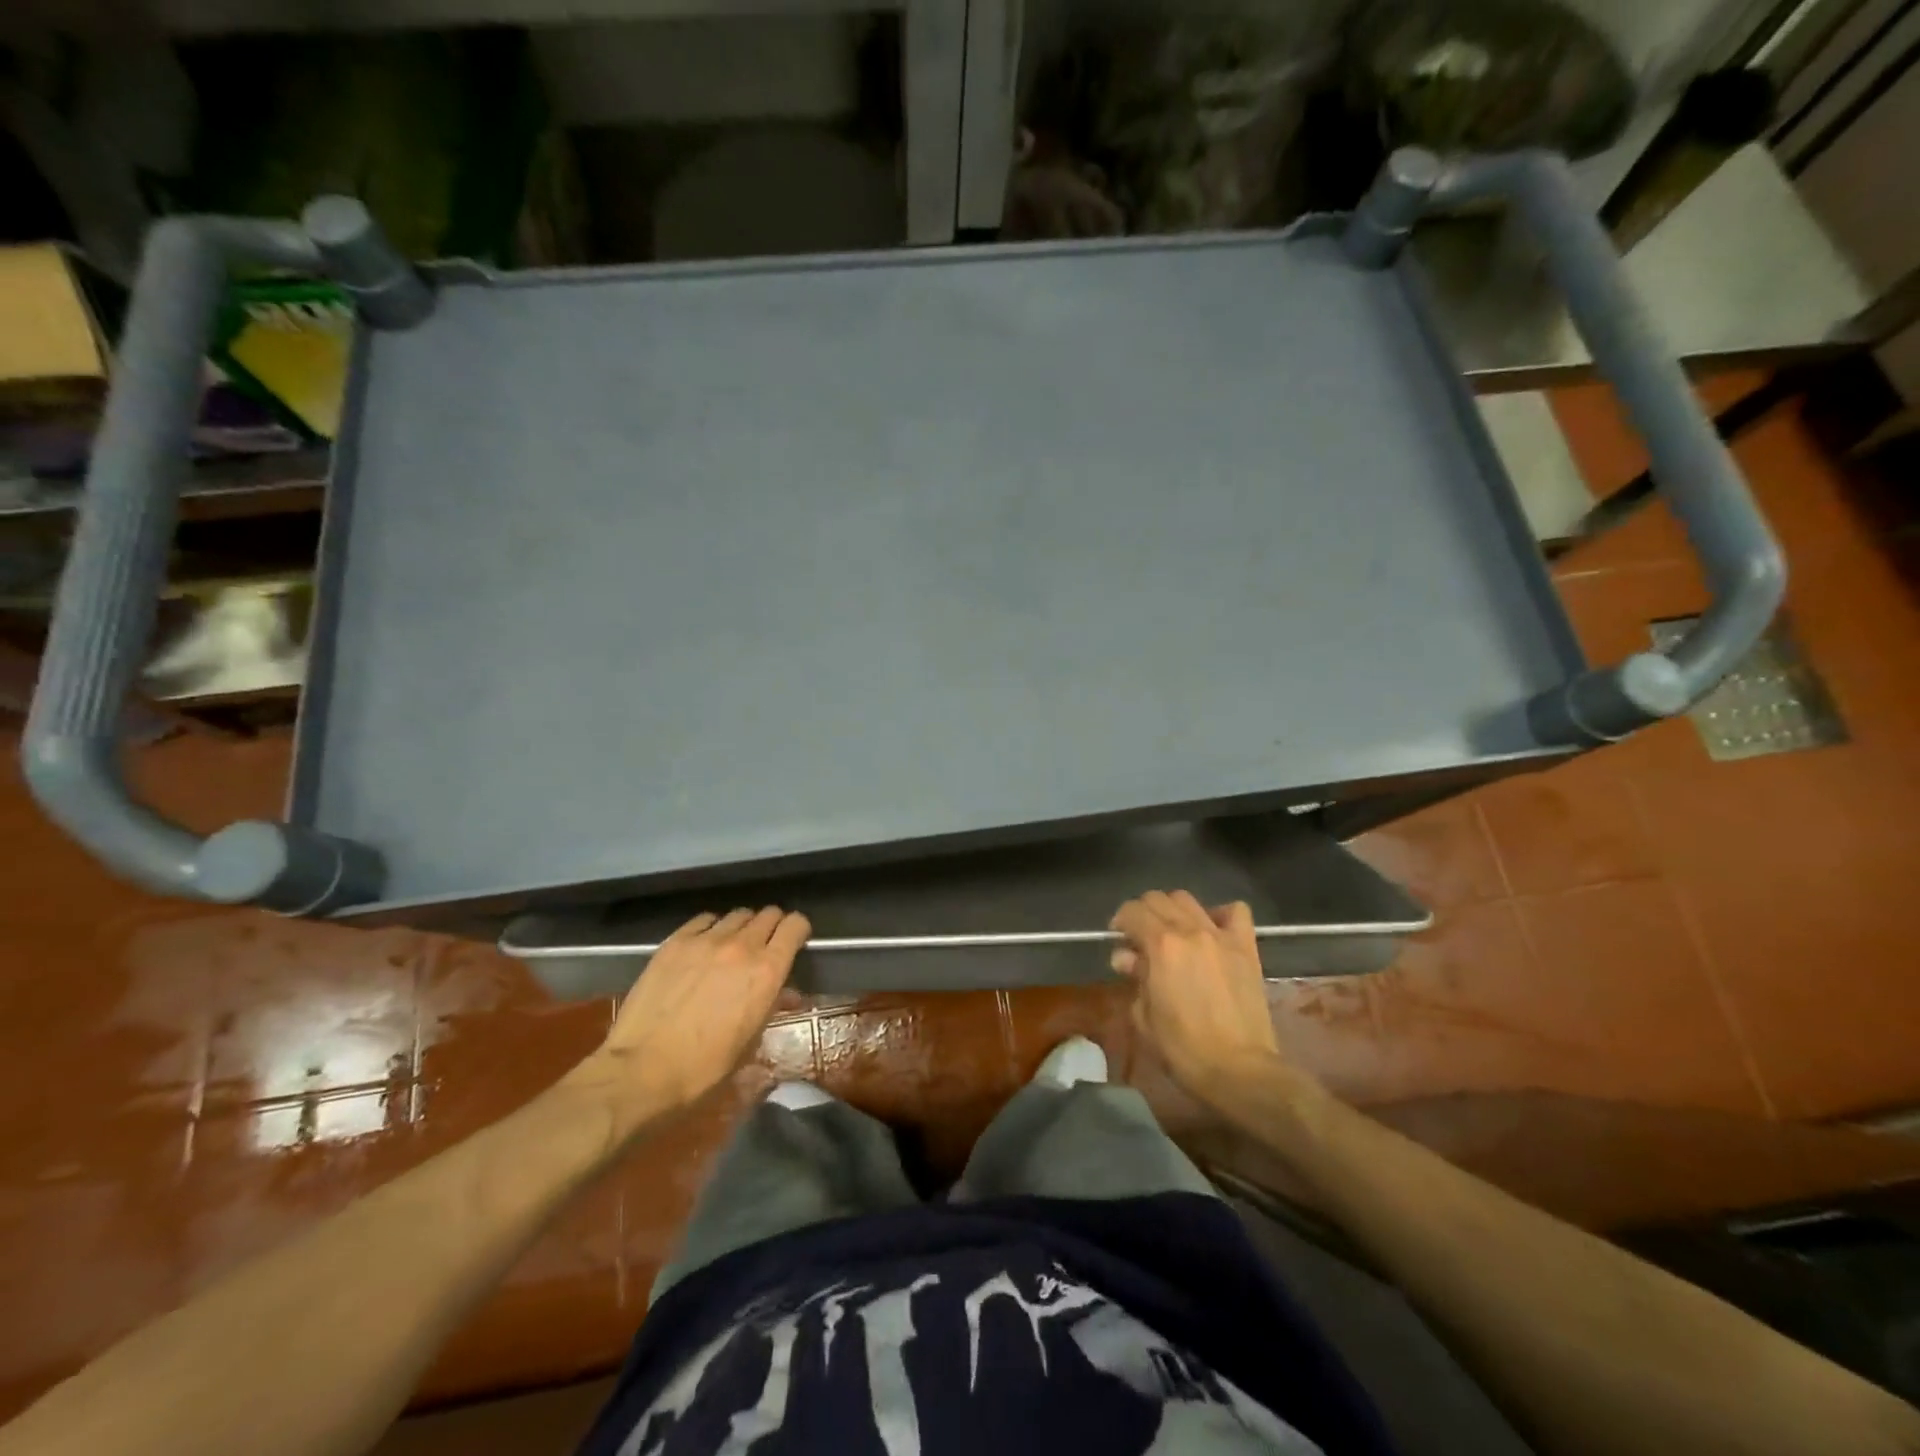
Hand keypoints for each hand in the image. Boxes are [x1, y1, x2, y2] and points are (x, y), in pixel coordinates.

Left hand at [578, 907, 810, 1116]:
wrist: (641, 1071)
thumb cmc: (704, 1069)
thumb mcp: (749, 1043)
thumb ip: (771, 1008)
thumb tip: (787, 995)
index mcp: (767, 972)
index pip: (795, 926)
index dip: (798, 931)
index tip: (794, 943)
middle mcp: (742, 947)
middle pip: (768, 914)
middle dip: (772, 927)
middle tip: (765, 947)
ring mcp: (706, 940)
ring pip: (737, 914)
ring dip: (742, 927)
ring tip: (732, 946)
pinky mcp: (675, 942)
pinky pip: (704, 920)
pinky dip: (711, 928)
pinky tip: (703, 946)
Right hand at [1110, 890, 1283, 1105]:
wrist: (1238, 1069)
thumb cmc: (1182, 1049)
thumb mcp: (1143, 1017)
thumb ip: (1134, 979)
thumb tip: (1127, 958)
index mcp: (1160, 945)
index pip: (1132, 911)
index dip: (1120, 921)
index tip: (1118, 939)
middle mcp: (1189, 930)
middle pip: (1158, 899)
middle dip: (1143, 913)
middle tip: (1140, 938)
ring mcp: (1220, 936)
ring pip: (1189, 900)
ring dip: (1173, 910)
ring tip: (1173, 933)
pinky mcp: (1246, 948)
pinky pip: (1236, 912)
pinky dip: (1220, 914)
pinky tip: (1212, 930)